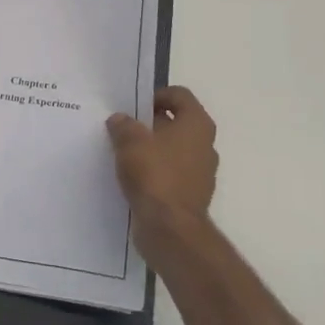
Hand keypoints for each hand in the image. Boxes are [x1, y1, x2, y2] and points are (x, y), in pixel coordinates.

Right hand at [106, 86, 218, 239]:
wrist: (170, 229)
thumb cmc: (155, 175)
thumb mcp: (130, 142)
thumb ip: (123, 125)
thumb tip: (120, 120)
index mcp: (197, 124)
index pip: (179, 95)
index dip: (156, 95)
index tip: (133, 107)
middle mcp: (205, 144)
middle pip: (176, 122)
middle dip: (149, 124)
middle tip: (122, 129)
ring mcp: (201, 171)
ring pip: (172, 149)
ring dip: (151, 149)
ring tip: (123, 153)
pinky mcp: (191, 194)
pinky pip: (170, 173)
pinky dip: (154, 171)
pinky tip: (132, 178)